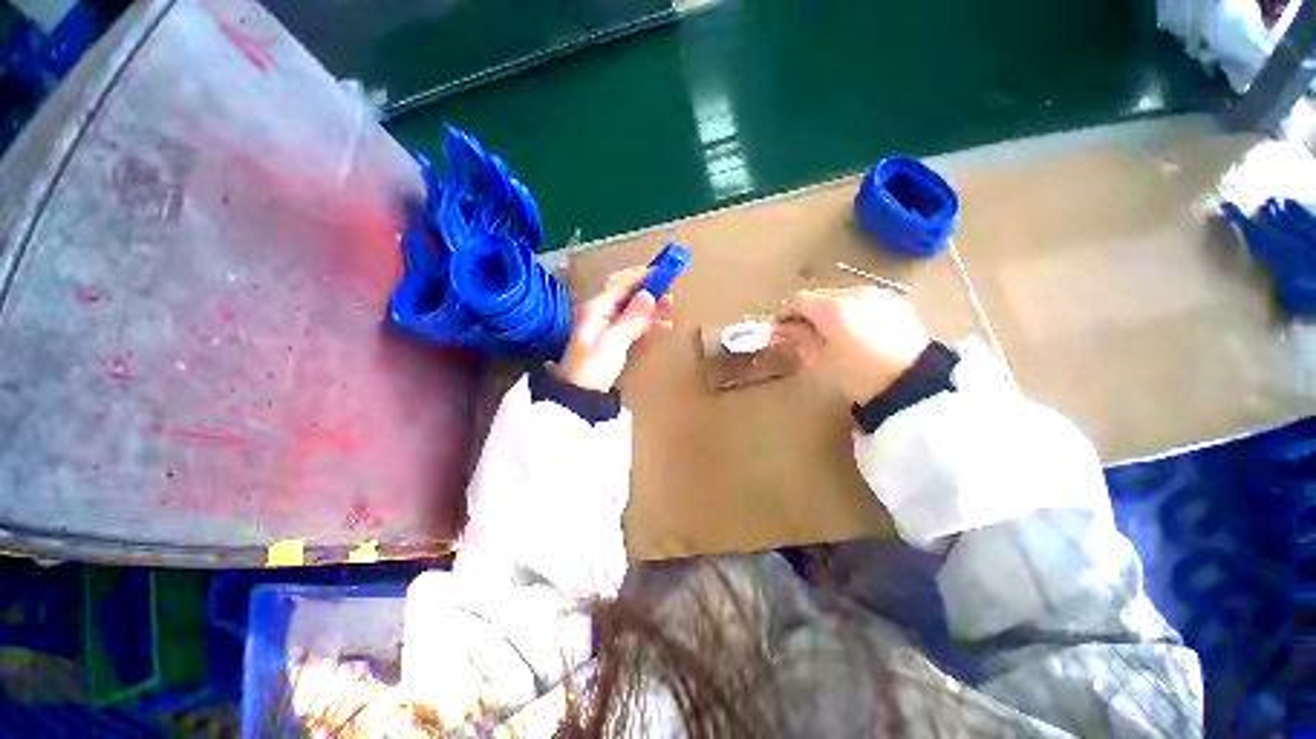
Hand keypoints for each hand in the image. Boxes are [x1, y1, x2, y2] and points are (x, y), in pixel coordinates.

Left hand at [553, 266, 674, 391]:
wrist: (580, 395)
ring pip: (632, 310)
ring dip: (651, 307)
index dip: (641, 276)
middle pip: (627, 295)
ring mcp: (607, 327)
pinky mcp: (613, 340)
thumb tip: (648, 295)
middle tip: (669, 288)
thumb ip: (632, 318)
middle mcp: (600, 313)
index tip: (661, 271)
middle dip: (648, 290)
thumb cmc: (593, 367)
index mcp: (596, 308)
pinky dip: (648, 324)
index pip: (620, 284)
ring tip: (670, 305)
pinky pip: (633, 325)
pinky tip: (664, 325)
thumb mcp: (613, 342)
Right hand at [774, 287, 930, 403]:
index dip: (785, 312)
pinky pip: (865, 300)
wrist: (915, 384)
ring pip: (843, 295)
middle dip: (808, 311)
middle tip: (805, 332)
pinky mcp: (897, 302)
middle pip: (820, 294)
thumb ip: (799, 339)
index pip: (798, 300)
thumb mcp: (820, 362)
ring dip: (831, 309)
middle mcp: (854, 293)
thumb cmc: (859, 377)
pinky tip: (859, 331)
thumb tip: (785, 328)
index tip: (781, 328)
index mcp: (832, 308)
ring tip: (834, 332)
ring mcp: (878, 294)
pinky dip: (854, 310)